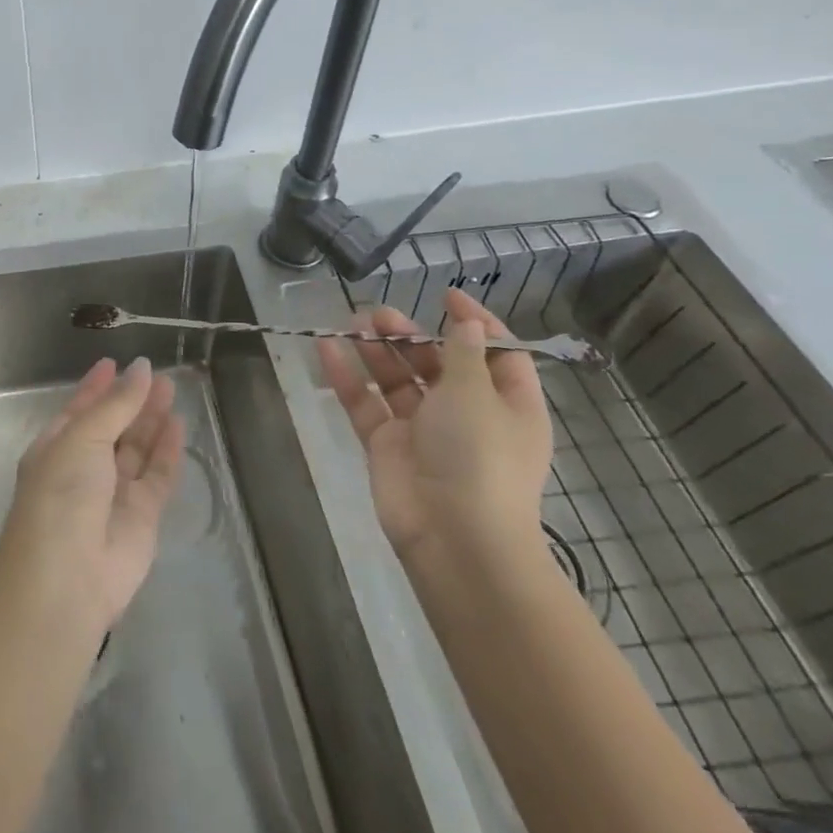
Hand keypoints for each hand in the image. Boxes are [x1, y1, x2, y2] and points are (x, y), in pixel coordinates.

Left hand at [0, 357, 185, 632]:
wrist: (67, 581)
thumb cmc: (61, 495)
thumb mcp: (82, 438)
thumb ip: (116, 405)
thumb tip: (141, 368)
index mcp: (56, 448)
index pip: (79, 410)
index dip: (96, 387)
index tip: (114, 362)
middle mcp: (84, 468)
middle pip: (112, 426)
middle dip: (131, 400)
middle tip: (156, 372)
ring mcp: (113, 493)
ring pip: (136, 448)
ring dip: (151, 419)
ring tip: (170, 387)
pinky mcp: (142, 517)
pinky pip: (157, 475)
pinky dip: (167, 450)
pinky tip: (177, 423)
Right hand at [318, 289, 551, 570]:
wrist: (454, 537)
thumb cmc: (479, 455)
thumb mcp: (477, 394)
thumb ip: (463, 353)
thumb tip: (466, 322)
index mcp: (507, 404)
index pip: (497, 353)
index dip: (474, 322)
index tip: (446, 295)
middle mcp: (467, 413)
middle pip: (437, 362)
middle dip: (411, 334)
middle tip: (379, 314)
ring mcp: (423, 429)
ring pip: (397, 379)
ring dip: (377, 349)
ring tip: (353, 323)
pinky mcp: (387, 444)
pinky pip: (365, 402)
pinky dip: (347, 376)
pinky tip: (326, 347)